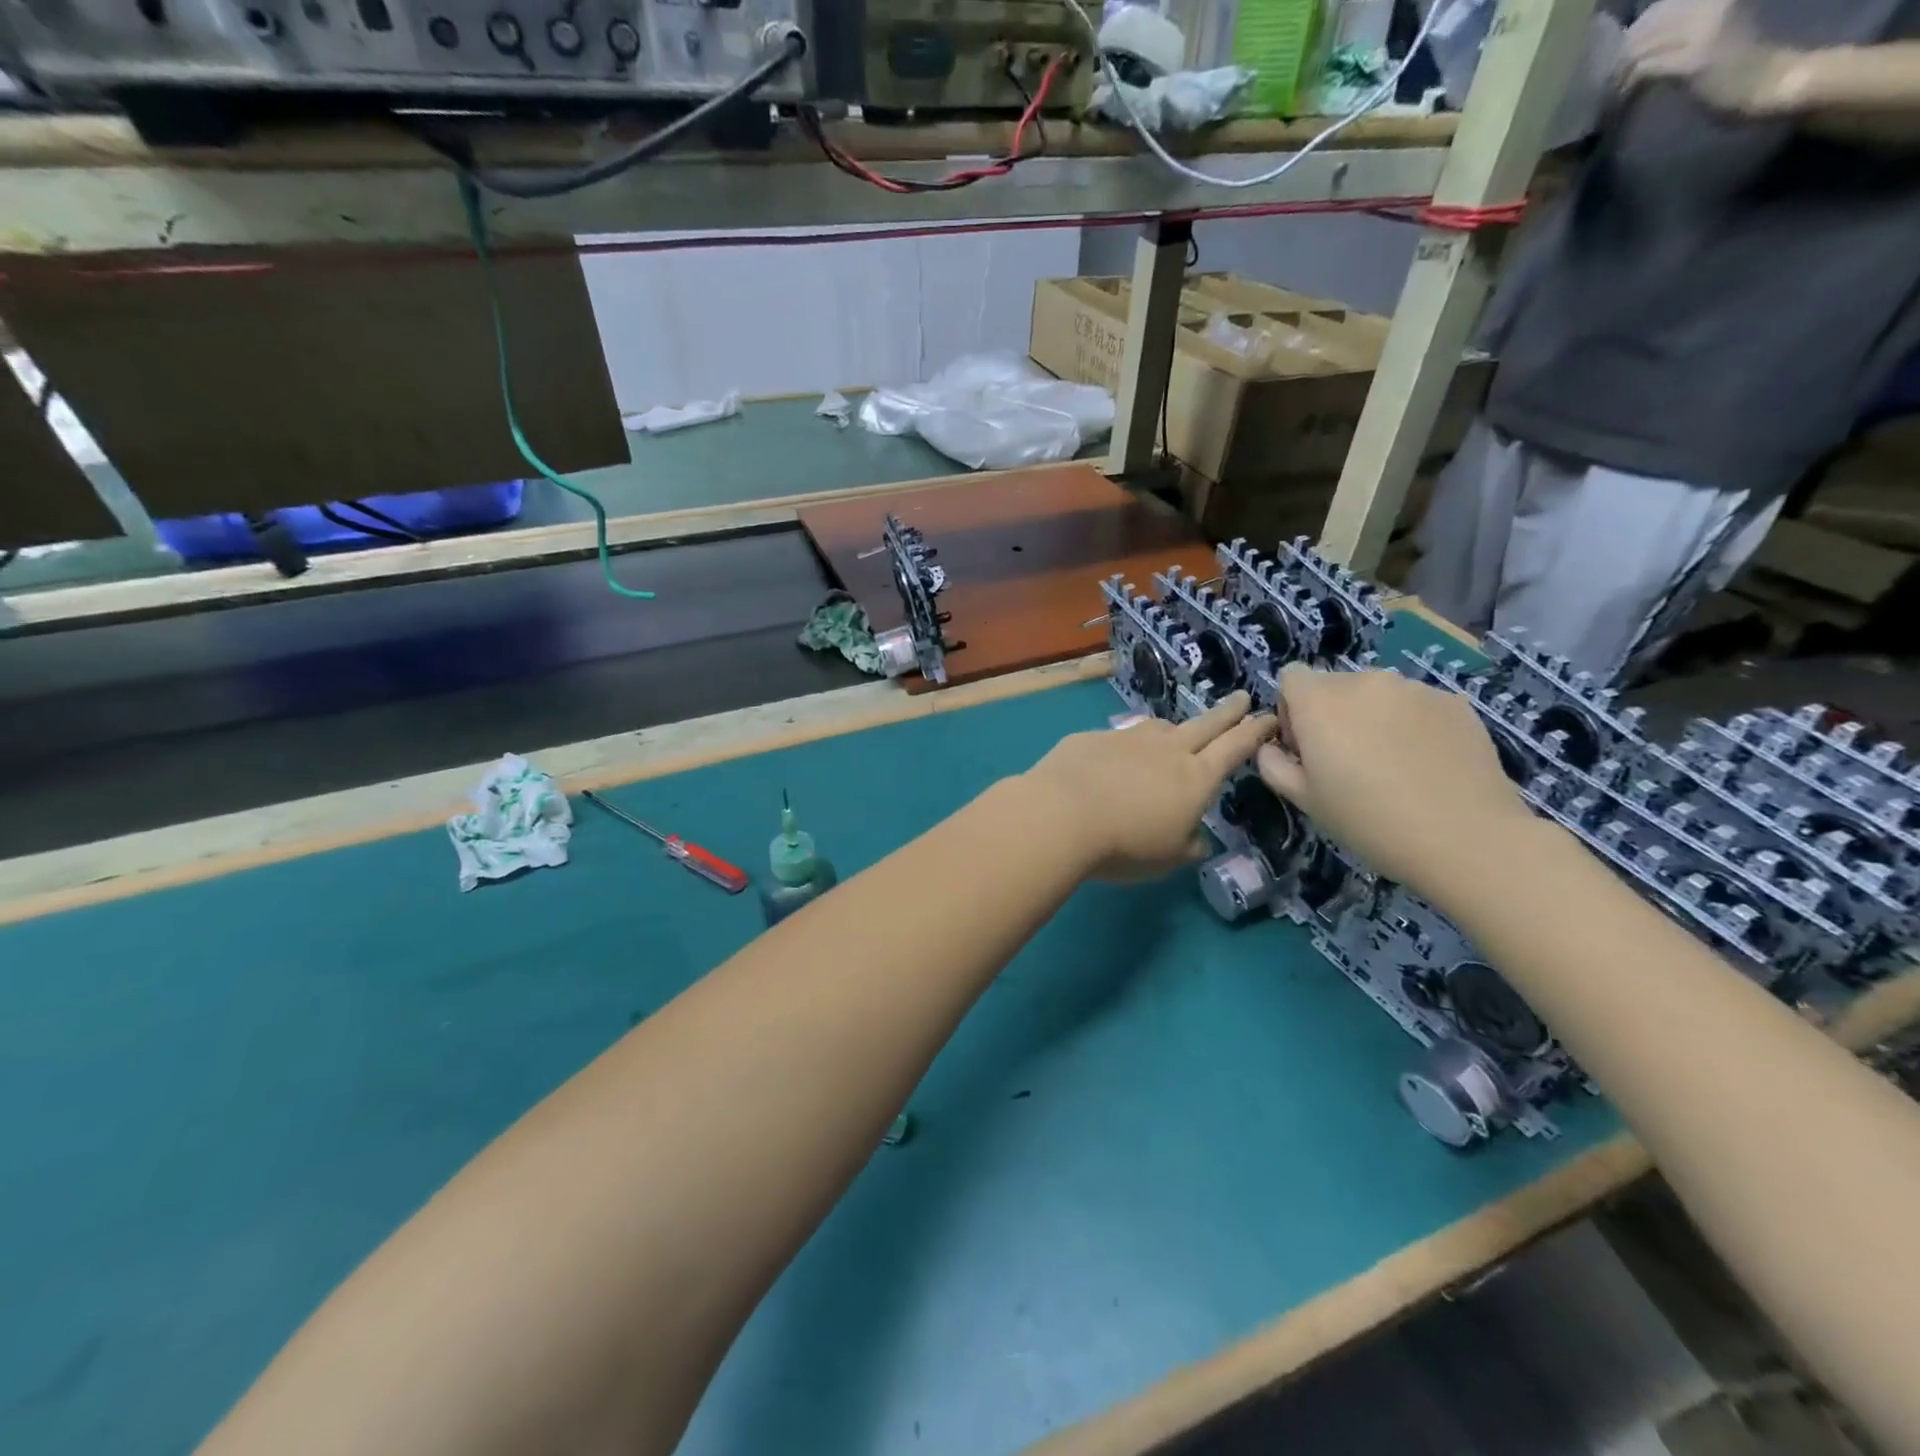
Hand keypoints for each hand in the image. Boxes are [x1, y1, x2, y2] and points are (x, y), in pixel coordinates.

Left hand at [1022, 691, 1276, 880]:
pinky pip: (1117, 739)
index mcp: (1196, 778)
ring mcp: (1128, 739)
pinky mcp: (1092, 738)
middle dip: (1227, 712)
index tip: (1268, 716)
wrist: (1061, 814)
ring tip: (1175, 733)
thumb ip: (1188, 845)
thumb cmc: (1125, 844)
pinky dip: (1125, 748)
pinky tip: (1113, 760)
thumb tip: (1197, 839)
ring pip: (1159, 727)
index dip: (1254, 732)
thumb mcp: (1168, 858)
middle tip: (1242, 698)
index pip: (1234, 748)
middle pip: (1205, 724)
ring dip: (1173, 728)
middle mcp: (1166, 750)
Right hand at [1255, 666, 1535, 899]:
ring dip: (1373, 718)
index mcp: (1320, 701)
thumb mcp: (1304, 800)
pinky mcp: (1454, 701)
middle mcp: (1365, 681)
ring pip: (1377, 694)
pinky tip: (1427, 766)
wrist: (1465, 839)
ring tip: (1393, 765)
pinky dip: (1412, 725)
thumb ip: (1273, 764)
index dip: (1291, 709)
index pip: (1291, 676)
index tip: (1306, 747)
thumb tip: (1272, 747)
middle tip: (1349, 762)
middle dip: (1333, 714)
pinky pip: (1416, 705)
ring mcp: (1414, 688)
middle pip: (1335, 685)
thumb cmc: (1368, 821)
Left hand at [1614, 0, 1795, 114]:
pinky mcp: (1694, 58)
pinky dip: (1624, 91)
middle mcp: (1709, 3)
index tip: (1616, 70)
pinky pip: (1643, 70)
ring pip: (1638, 51)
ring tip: (1612, 100)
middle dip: (1617, 63)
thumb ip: (1674, 36)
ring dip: (1617, 80)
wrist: (1770, 82)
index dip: (1629, 41)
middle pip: (1642, 31)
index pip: (1655, 11)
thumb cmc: (1736, 66)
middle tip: (1607, 89)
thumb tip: (1629, 48)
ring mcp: (1703, 28)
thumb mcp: (1704, 38)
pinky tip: (1621, 105)